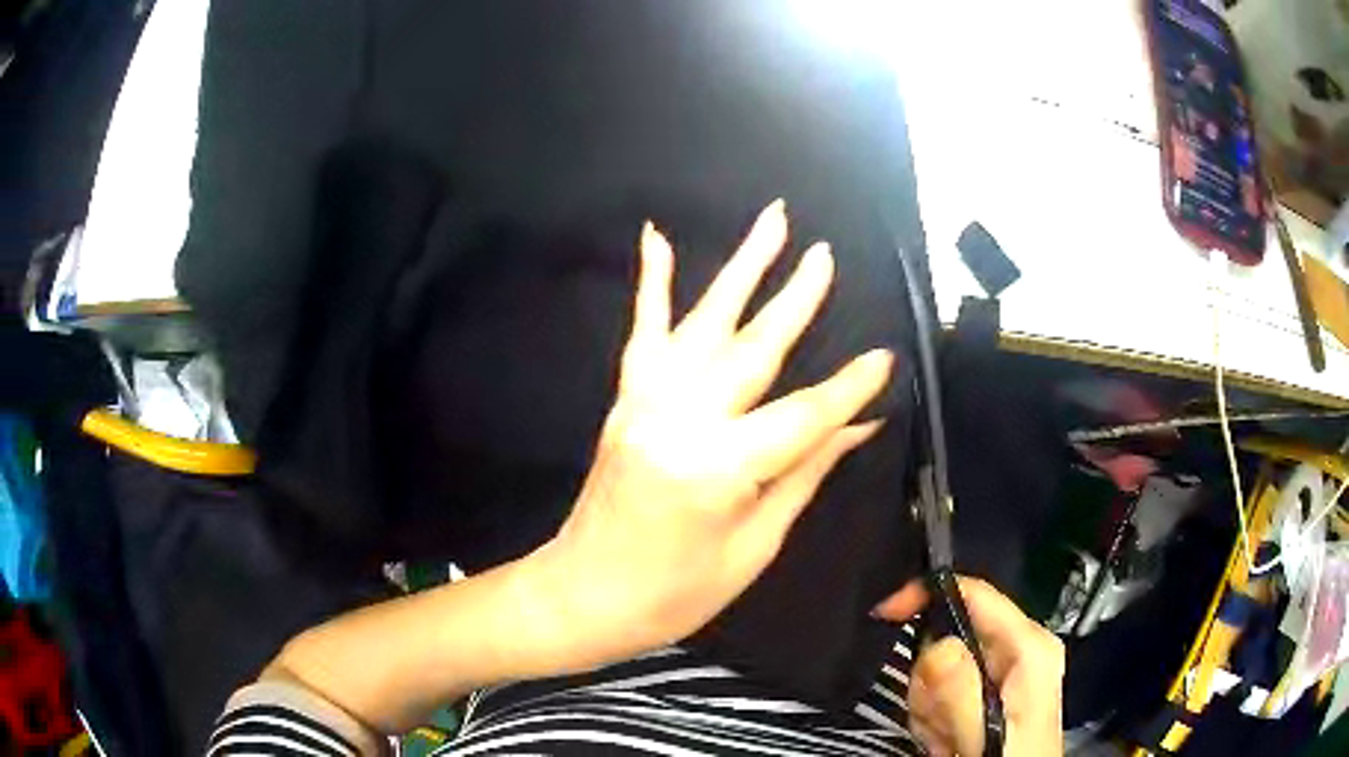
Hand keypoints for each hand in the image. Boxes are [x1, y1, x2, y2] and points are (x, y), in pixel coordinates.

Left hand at [525, 199, 894, 670]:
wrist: (583, 593)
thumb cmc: (673, 594)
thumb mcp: (753, 548)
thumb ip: (804, 475)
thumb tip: (857, 426)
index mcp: (717, 469)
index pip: (803, 416)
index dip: (849, 389)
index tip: (885, 358)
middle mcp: (678, 420)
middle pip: (754, 350)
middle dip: (797, 299)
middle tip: (826, 256)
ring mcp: (644, 402)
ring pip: (704, 322)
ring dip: (742, 268)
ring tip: (772, 221)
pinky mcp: (624, 400)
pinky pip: (643, 332)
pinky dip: (653, 282)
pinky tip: (657, 238)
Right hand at [876, 577, 1064, 756]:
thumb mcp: (985, 731)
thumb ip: (961, 691)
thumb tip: (936, 644)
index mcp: (1028, 646)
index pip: (975, 593)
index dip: (928, 594)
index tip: (886, 614)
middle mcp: (1019, 650)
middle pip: (950, 635)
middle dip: (929, 681)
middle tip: (937, 719)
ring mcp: (1003, 673)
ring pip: (939, 666)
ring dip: (930, 706)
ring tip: (947, 737)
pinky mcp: (988, 693)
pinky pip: (941, 691)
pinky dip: (935, 718)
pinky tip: (950, 739)